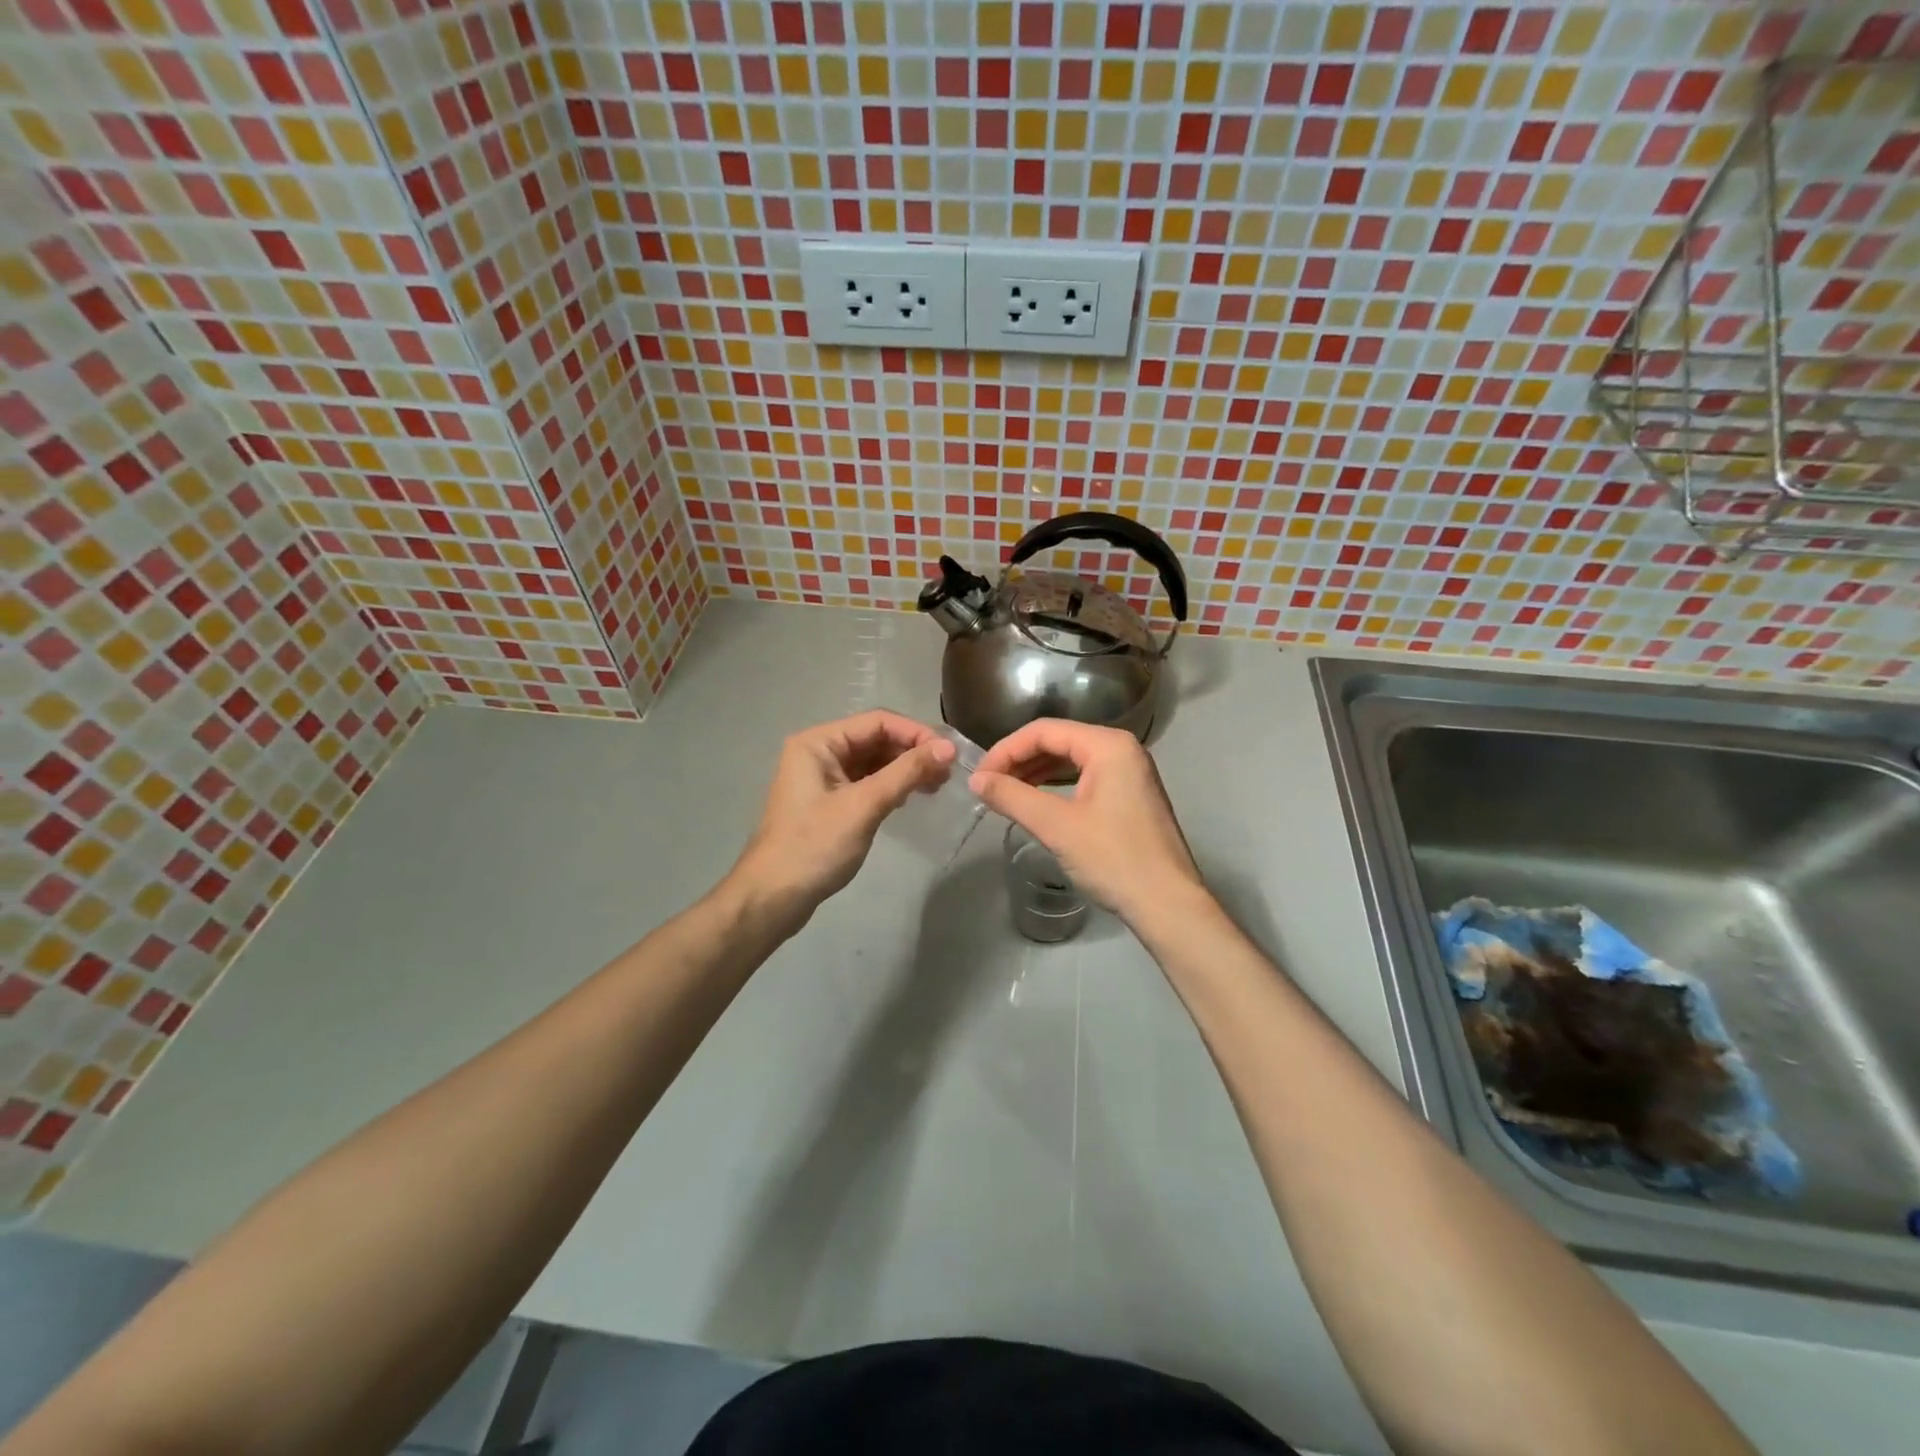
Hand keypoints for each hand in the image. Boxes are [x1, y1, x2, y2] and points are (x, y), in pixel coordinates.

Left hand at [728, 711, 955, 926]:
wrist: (772, 898)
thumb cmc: (814, 847)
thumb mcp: (864, 806)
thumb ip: (906, 773)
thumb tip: (947, 748)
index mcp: (818, 742)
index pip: (877, 722)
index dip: (915, 733)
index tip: (949, 754)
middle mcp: (819, 752)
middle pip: (875, 739)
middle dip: (912, 752)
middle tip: (947, 774)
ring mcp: (822, 778)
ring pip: (873, 762)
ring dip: (904, 770)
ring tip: (936, 786)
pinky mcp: (829, 801)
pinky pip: (866, 782)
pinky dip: (890, 786)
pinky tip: (911, 797)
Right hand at [970, 719, 1202, 923]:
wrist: (1167, 904)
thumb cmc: (1113, 859)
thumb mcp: (1057, 827)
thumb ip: (1013, 797)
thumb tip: (976, 781)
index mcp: (1108, 745)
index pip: (1044, 731)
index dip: (1005, 750)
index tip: (979, 777)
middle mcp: (1122, 749)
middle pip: (1059, 740)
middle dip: (1019, 760)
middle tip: (988, 786)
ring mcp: (1130, 771)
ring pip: (1071, 759)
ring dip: (1036, 772)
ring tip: (1006, 793)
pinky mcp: (1131, 795)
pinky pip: (1086, 777)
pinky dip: (1057, 785)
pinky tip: (1036, 801)